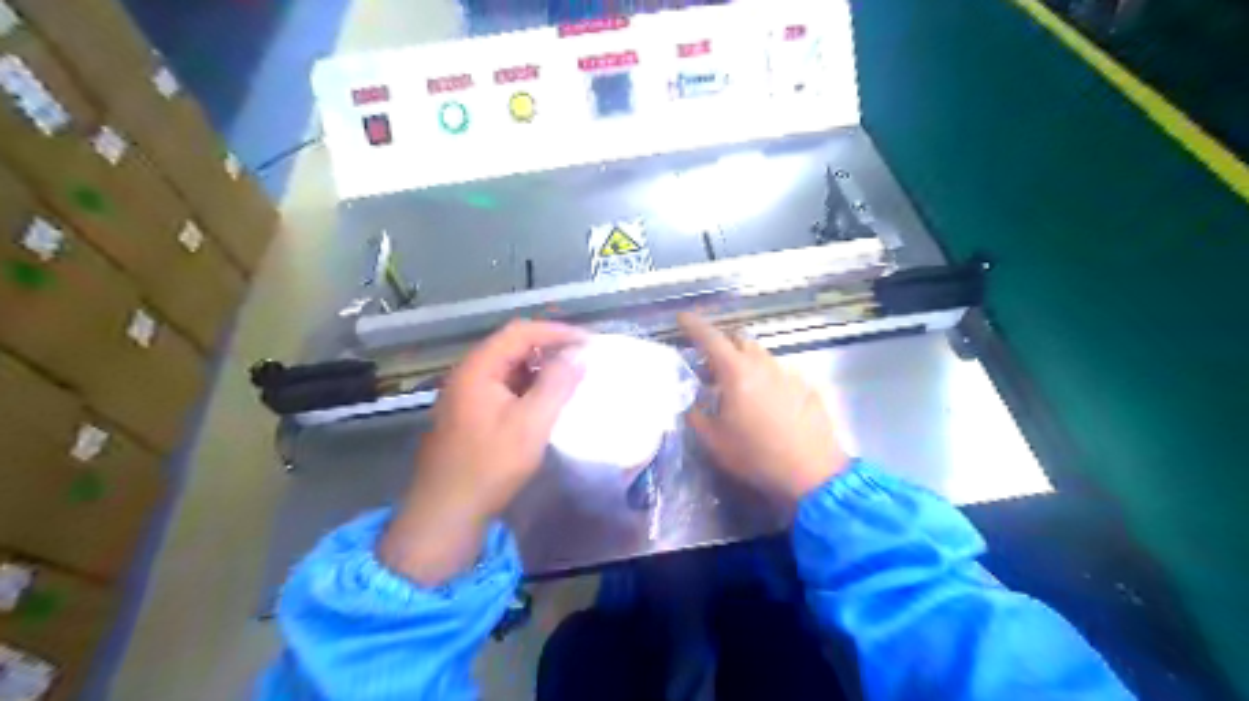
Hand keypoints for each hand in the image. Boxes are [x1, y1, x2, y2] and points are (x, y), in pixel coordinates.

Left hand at [378, 320, 587, 584]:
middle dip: (550, 348)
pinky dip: (529, 387)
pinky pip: (504, 387)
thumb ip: (556, 385)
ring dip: (540, 369)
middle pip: (513, 346)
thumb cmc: (489, 466)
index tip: (588, 342)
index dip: (557, 332)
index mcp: (478, 368)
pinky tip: (547, 402)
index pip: (521, 331)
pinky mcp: (471, 413)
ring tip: (571, 379)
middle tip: (583, 359)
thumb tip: (577, 356)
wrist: (446, 512)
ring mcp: (467, 394)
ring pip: (509, 367)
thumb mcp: (530, 424)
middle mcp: (469, 373)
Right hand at [681, 316, 849, 506]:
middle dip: (722, 346)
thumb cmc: (757, 456)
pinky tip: (766, 406)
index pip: (710, 338)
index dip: (693, 325)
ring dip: (745, 364)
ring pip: (761, 356)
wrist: (812, 473)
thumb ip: (697, 416)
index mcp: (737, 373)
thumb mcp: (715, 441)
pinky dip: (766, 381)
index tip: (682, 317)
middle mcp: (763, 365)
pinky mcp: (806, 388)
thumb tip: (690, 404)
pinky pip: (779, 374)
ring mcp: (788, 374)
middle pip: (739, 340)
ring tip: (738, 391)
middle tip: (711, 369)